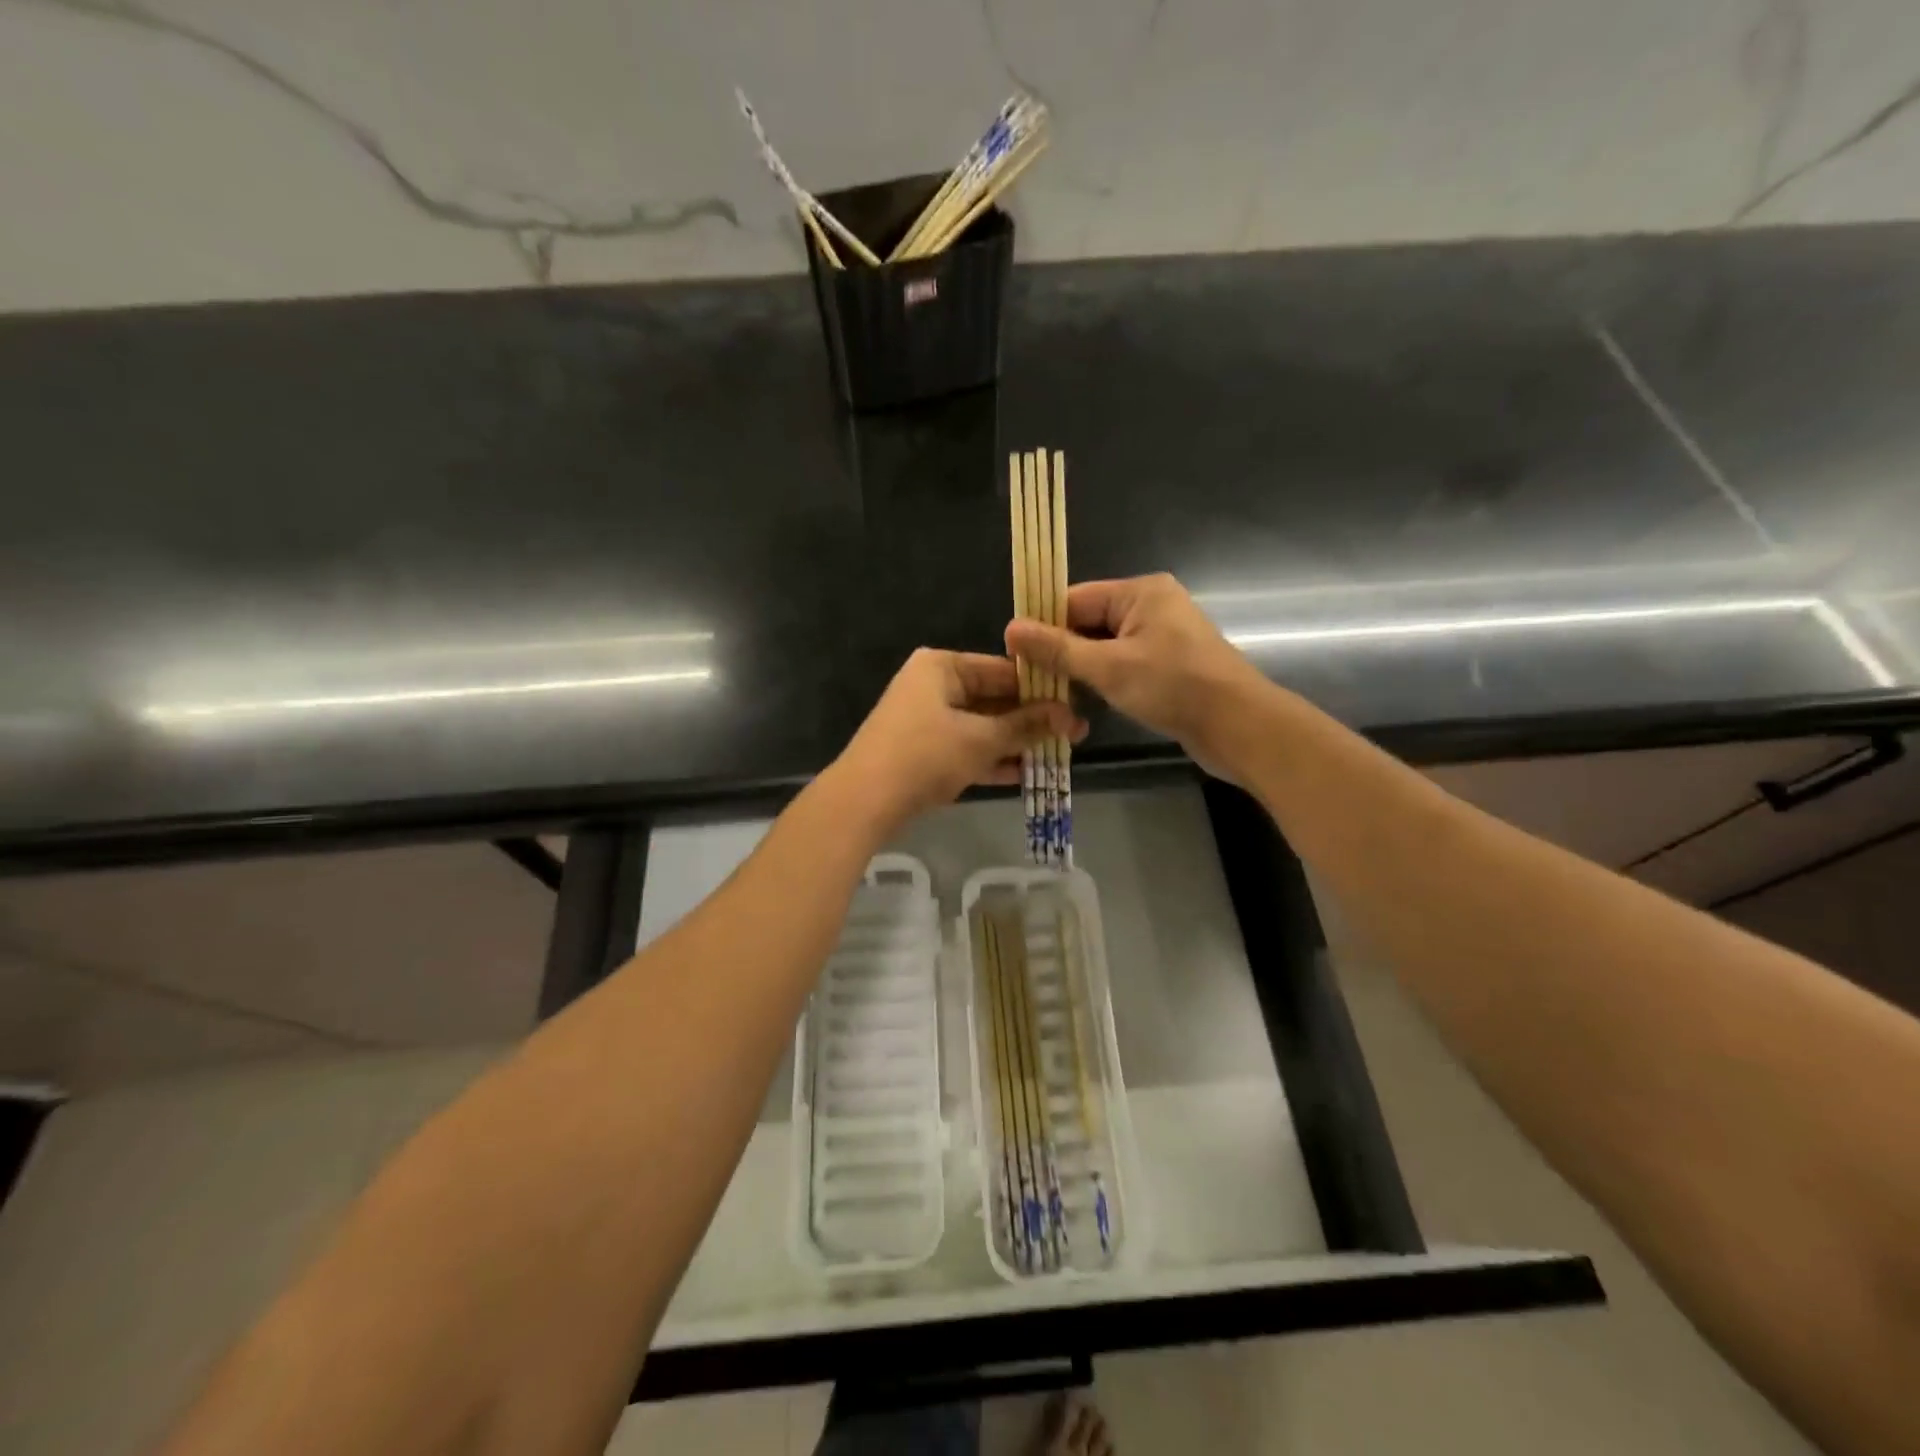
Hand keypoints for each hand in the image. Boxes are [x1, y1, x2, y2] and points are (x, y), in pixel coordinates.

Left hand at [834, 649, 1085, 833]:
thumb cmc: (925, 755)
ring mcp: (925, 719)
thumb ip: (1026, 726)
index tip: (1076, 705)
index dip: (1041, 689)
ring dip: (1015, 742)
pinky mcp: (923, 751)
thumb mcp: (981, 739)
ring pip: (981, 727)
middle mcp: (933, 685)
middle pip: (993, 698)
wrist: (864, 801)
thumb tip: (1071, 716)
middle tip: (1074, 733)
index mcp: (942, 666)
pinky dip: (991, 759)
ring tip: (1058, 755)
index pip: (1004, 669)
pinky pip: (966, 748)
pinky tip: (1025, 774)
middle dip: (1031, 720)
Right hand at [1004, 573, 1271, 778]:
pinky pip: (1121, 666)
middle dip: (1059, 651)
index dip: (1042, 625)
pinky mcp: (1166, 667)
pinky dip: (1102, 682)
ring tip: (1048, 695)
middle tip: (1026, 682)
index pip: (1074, 599)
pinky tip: (1081, 704)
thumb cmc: (1174, 687)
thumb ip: (1058, 649)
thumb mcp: (1108, 667)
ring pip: (1103, 648)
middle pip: (1087, 623)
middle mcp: (1150, 607)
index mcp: (1140, 592)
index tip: (1013, 656)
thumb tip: (1010, 629)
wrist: (1239, 727)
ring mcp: (1161, 638)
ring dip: (1079, 670)